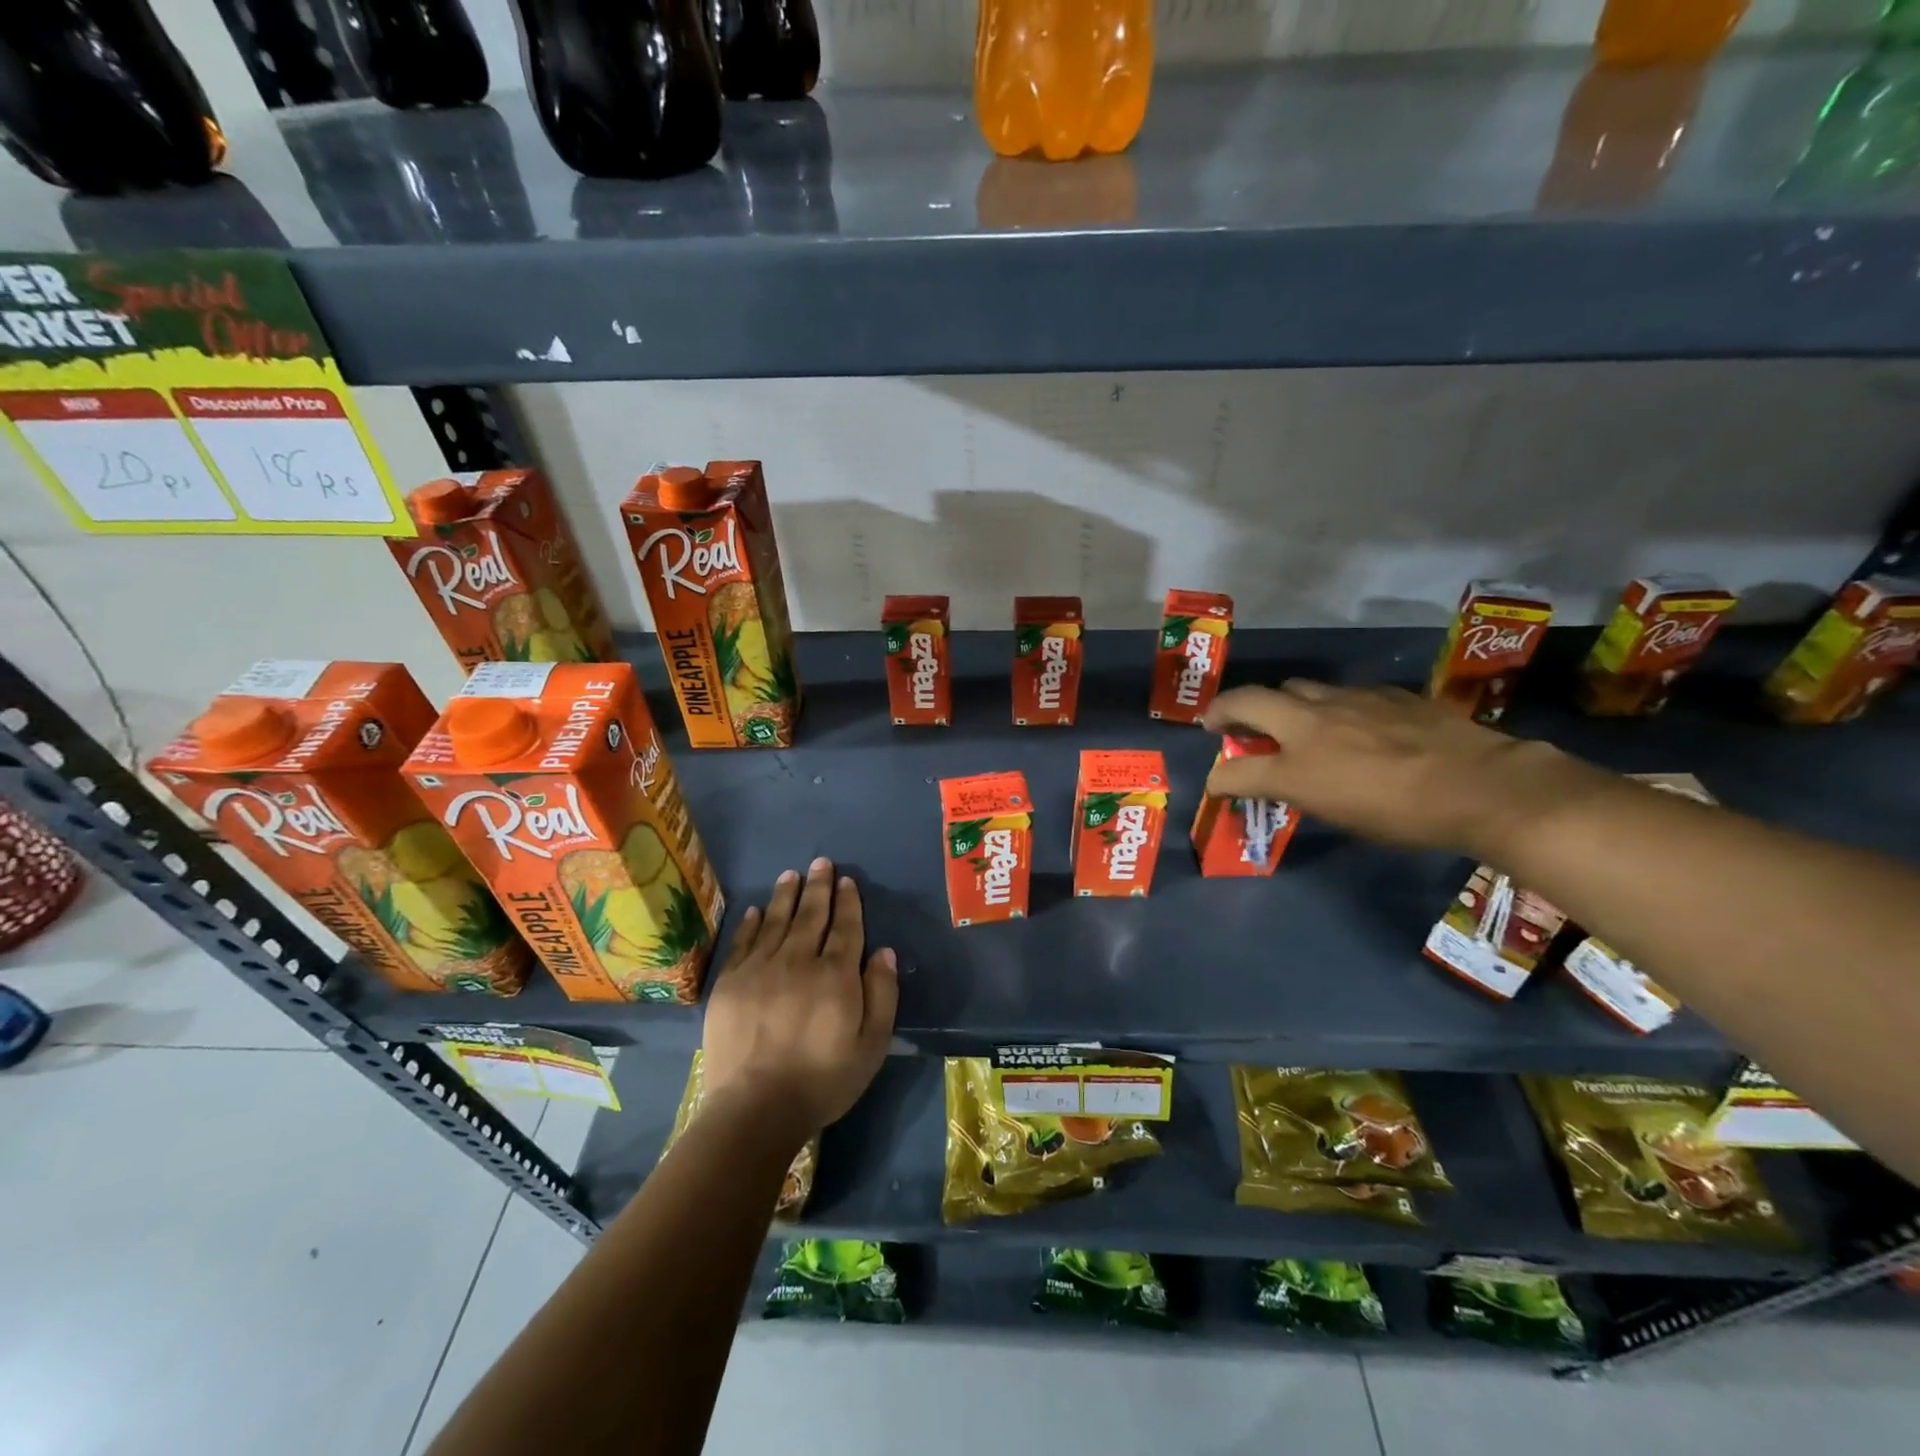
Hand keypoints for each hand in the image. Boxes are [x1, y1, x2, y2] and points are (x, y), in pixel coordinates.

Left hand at [700, 857, 897, 1139]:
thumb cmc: (823, 1081)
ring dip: (786, 895)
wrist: (755, 1109)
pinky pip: (743, 942)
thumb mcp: (871, 1046)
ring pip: (776, 921)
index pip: (845, 928)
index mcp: (836, 975)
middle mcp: (798, 961)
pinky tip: (758, 910)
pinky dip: (752, 923)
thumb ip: (882, 995)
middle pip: (811, 915)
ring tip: (792, 874)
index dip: (848, 902)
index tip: (847, 880)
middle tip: (821, 862)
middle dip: (818, 887)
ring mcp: (760, 969)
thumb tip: (884, 952)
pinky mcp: (730, 983)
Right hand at [1201, 680, 1598, 858]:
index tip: (1217, 783)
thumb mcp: (1337, 815)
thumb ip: (1295, 791)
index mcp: (1296, 760)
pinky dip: (1327, 704)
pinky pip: (1341, 692)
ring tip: (1284, 719)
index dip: (1219, 777)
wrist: (1481, 785)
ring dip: (1277, 702)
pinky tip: (1347, 721)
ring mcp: (1348, 700)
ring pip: (1296, 687)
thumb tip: (1271, 781)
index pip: (1237, 768)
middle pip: (1251, 699)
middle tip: (1220, 721)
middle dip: (1226, 709)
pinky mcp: (1385, 693)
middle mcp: (1311, 721)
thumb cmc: (1402, 814)